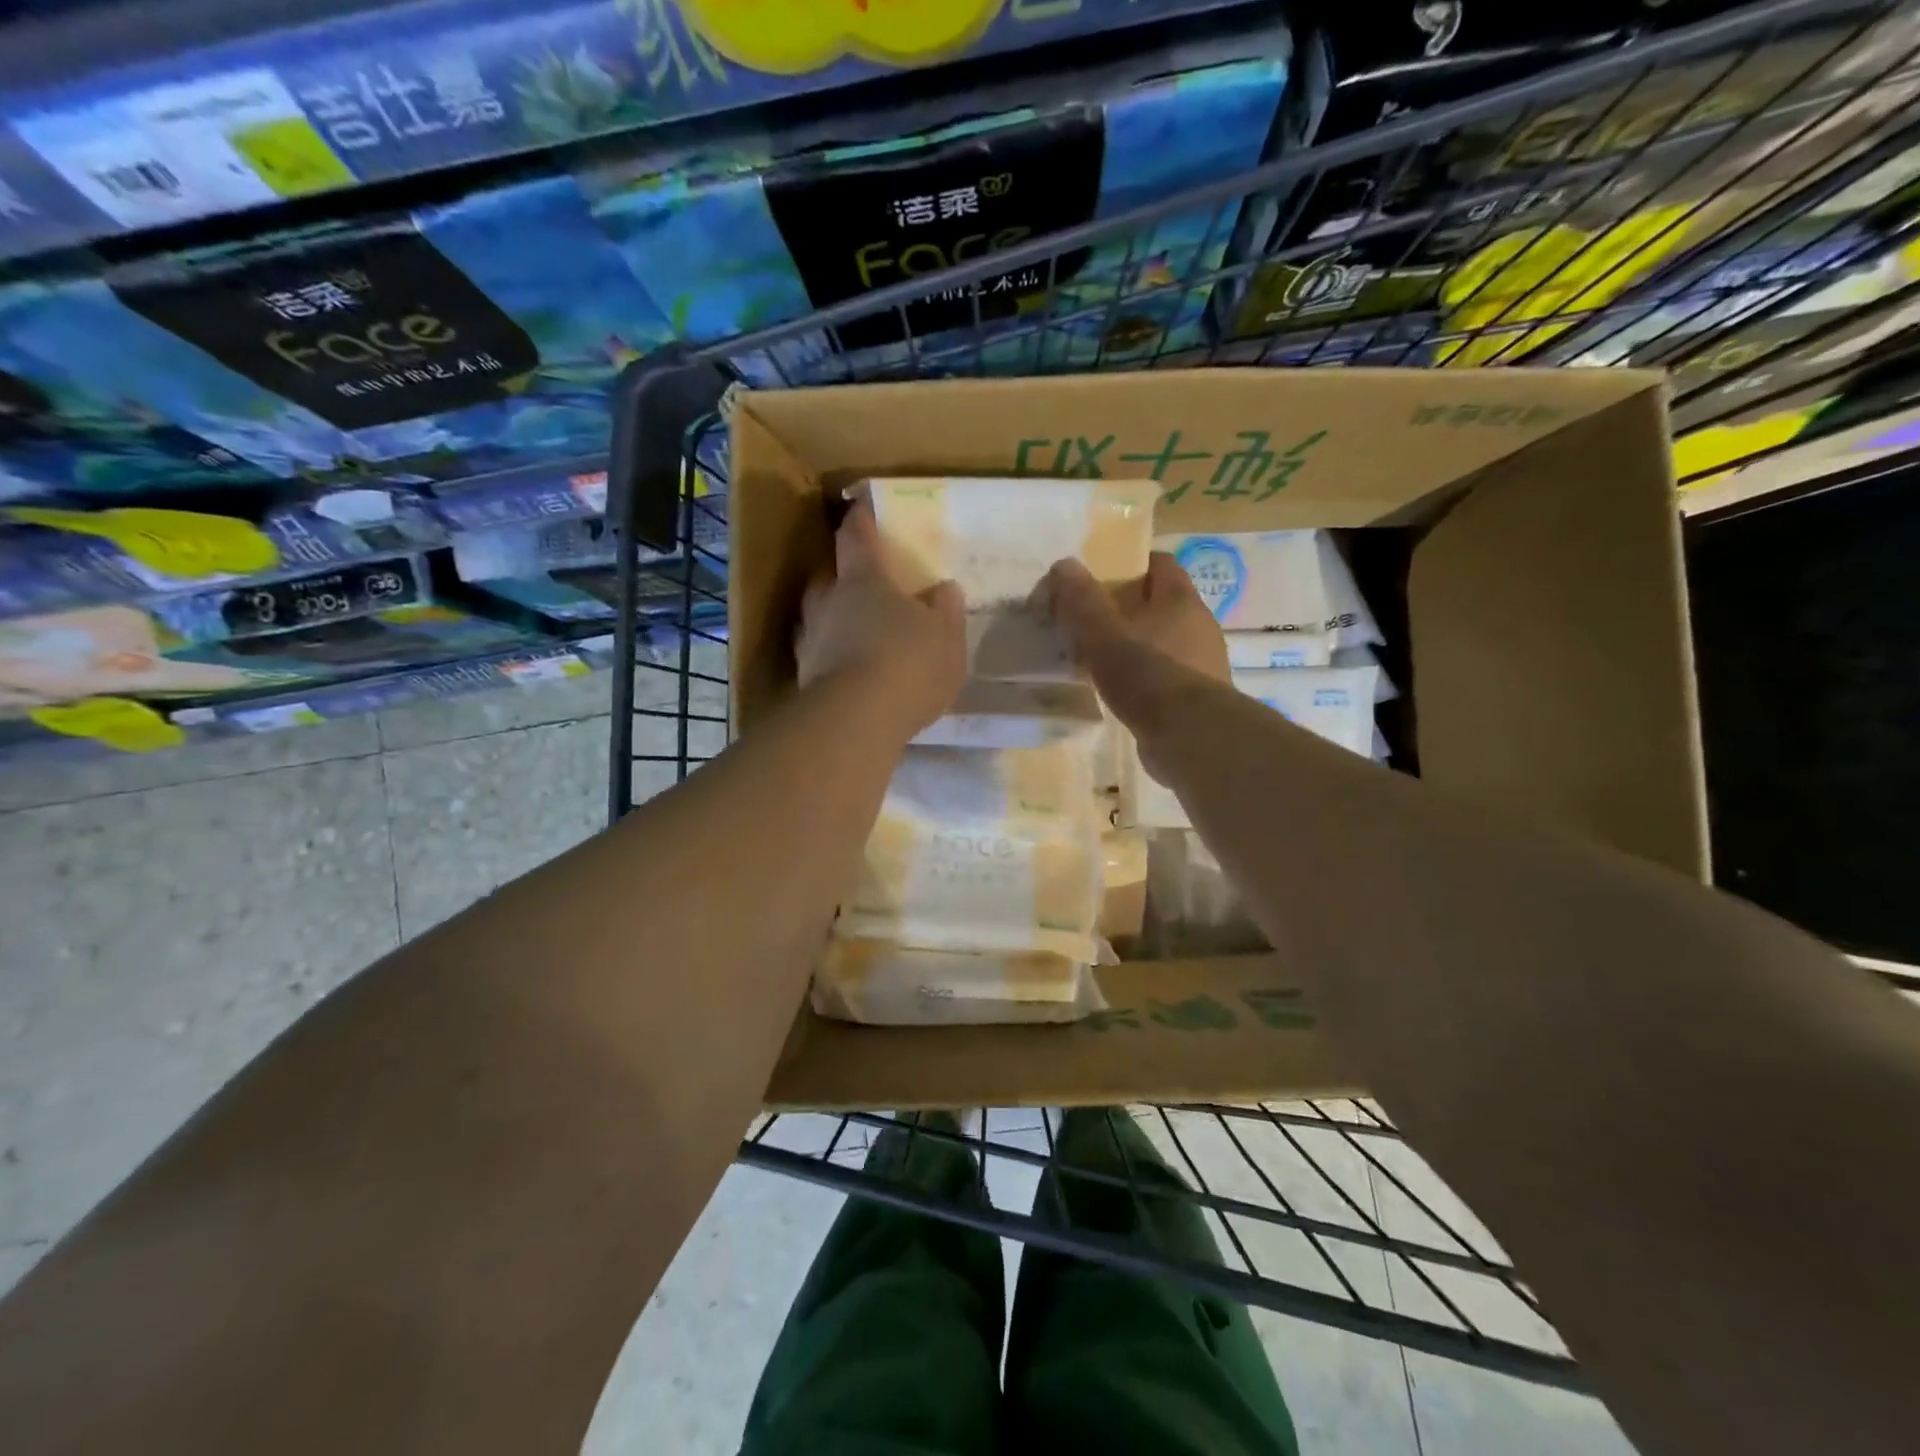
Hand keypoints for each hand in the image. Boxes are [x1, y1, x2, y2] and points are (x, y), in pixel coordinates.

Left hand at [797, 500, 966, 737]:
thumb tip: (943, 589)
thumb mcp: (946, 636)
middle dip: (840, 576)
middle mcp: (828, 604)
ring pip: (815, 619)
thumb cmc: (908, 663)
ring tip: (851, 631)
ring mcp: (810, 642)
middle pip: (827, 578)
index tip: (860, 507)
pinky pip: (817, 656)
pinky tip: (847, 672)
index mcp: (864, 580)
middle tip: (857, 582)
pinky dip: (830, 657)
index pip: (856, 537)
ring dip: (830, 620)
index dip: (860, 520)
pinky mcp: (804, 680)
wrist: (857, 720)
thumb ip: (946, 610)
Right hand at [1045, 552, 1230, 723]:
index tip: (1101, 576)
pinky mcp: (1199, 697)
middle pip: (1162, 604)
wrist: (1189, 736)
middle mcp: (1200, 625)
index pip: (1161, 565)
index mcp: (1181, 600)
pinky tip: (1122, 691)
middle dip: (1129, 608)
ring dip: (1137, 645)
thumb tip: (1064, 563)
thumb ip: (1083, 601)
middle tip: (1092, 620)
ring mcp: (1203, 663)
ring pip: (1165, 641)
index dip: (1132, 565)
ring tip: (1101, 658)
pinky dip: (1146, 677)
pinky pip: (1167, 675)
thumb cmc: (1147, 673)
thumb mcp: (1104, 634)